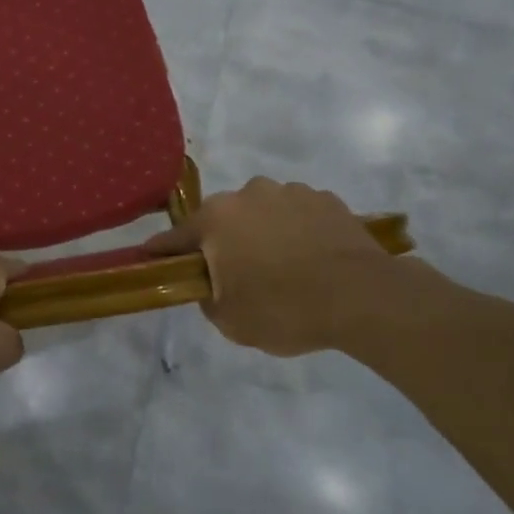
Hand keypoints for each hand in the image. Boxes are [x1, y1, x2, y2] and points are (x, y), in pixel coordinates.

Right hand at [143, 178, 421, 356]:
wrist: (363, 298)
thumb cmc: (284, 309)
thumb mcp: (230, 320)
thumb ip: (207, 297)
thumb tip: (210, 284)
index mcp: (216, 219)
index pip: (175, 237)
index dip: (161, 252)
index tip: (150, 258)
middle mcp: (248, 194)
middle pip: (222, 220)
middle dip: (222, 242)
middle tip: (236, 275)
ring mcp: (290, 192)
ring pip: (262, 213)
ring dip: (262, 233)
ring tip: (283, 268)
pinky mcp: (326, 200)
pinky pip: (297, 216)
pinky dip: (297, 232)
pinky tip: (311, 260)